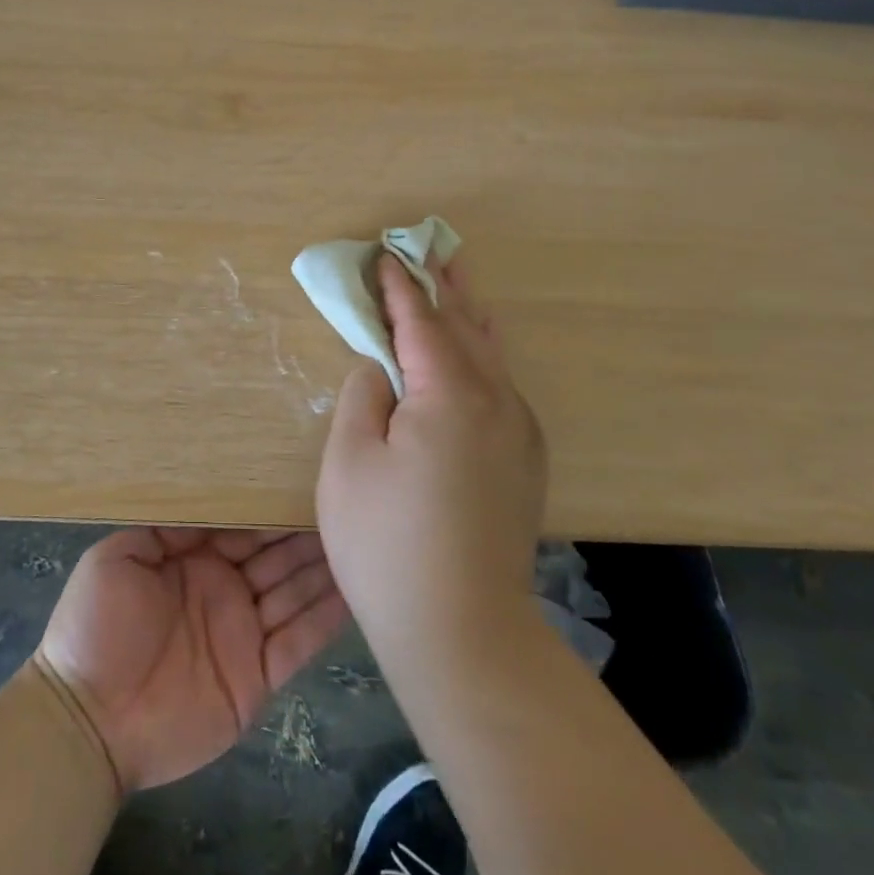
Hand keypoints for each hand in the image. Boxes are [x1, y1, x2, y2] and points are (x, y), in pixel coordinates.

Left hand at [34, 528, 347, 792]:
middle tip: (341, 504)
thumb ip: (164, 529)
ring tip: (357, 538)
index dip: (267, 509)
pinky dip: (325, 618)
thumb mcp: (116, 559)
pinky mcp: (257, 676)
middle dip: (302, 532)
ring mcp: (243, 632)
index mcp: (191, 560)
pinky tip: (352, 590)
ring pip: (292, 592)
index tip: (299, 481)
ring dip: (321, 568)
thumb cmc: (95, 628)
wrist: (89, 720)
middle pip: (273, 556)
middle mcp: (223, 589)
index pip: (240, 527)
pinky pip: (298, 642)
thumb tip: (211, 503)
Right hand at [315, 253, 546, 676]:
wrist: (462, 631)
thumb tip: (382, 368)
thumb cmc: (387, 543)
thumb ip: (364, 396)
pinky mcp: (523, 462)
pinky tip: (476, 352)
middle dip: (445, 284)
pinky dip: (482, 354)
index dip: (399, 286)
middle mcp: (496, 402)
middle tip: (433, 244)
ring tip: (458, 280)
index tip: (383, 254)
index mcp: (449, 394)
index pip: (421, 321)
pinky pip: (501, 385)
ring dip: (469, 314)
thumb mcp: (350, 461)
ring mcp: (517, 433)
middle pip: (467, 326)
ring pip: (492, 354)